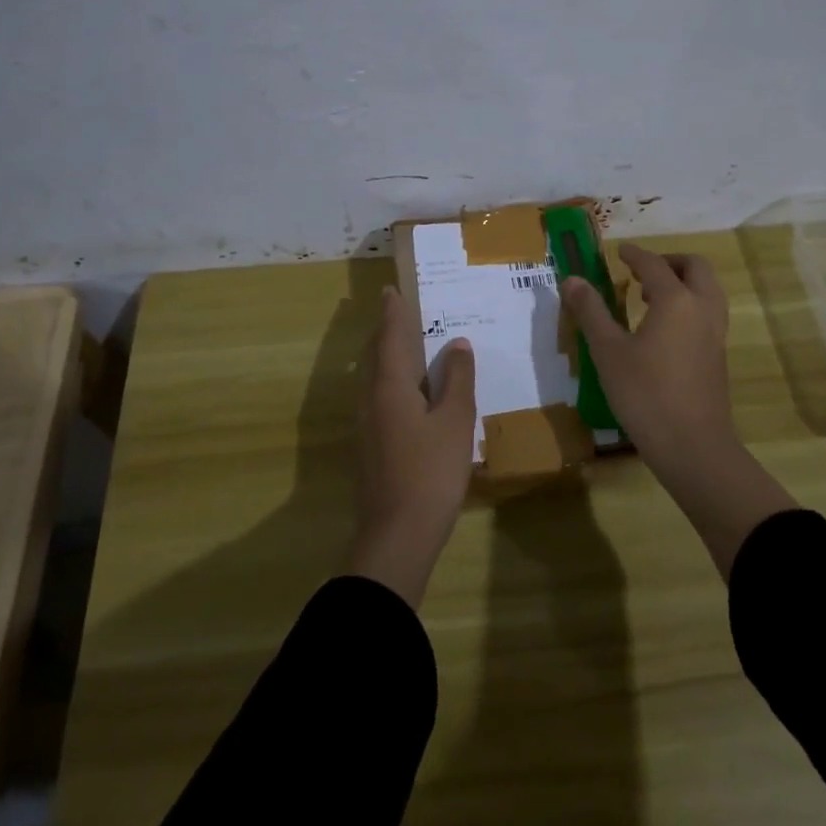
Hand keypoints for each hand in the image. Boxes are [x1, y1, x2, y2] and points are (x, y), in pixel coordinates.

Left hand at [345, 285, 477, 607]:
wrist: (397, 534)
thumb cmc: (430, 472)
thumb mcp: (454, 422)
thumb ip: (457, 380)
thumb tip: (457, 344)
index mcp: (391, 386)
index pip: (390, 337)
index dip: (393, 313)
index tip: (391, 290)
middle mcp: (372, 398)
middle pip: (375, 355)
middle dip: (386, 330)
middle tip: (397, 310)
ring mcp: (368, 424)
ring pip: (374, 377)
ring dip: (386, 354)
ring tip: (403, 342)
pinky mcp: (372, 445)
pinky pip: (379, 396)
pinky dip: (391, 379)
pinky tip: (406, 391)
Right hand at [563, 245, 794, 576]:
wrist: (693, 447)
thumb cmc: (645, 394)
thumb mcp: (608, 351)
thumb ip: (591, 311)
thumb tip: (571, 279)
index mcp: (676, 300)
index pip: (654, 264)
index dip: (634, 254)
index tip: (619, 251)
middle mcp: (702, 308)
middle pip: (695, 267)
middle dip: (669, 261)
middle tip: (641, 271)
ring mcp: (716, 333)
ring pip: (708, 289)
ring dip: (683, 282)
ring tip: (650, 297)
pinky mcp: (718, 355)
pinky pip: (708, 312)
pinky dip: (690, 303)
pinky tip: (663, 328)